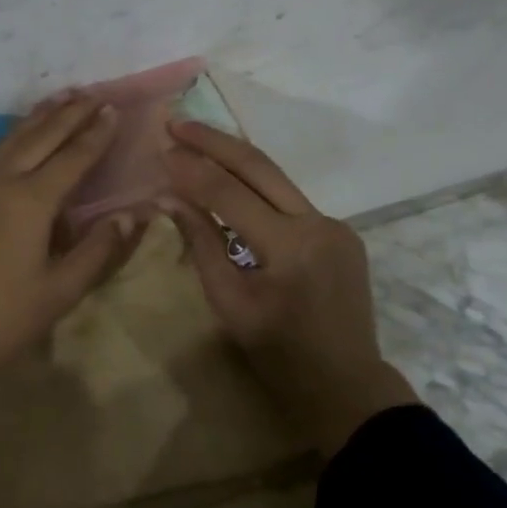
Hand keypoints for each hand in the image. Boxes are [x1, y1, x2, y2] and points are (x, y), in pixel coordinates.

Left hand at [0, 97, 144, 387]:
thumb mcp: (58, 292)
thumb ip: (97, 250)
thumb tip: (132, 216)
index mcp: (30, 201)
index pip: (72, 157)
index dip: (96, 134)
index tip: (114, 109)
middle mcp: (2, 182)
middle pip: (41, 137)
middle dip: (69, 114)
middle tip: (93, 93)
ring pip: (12, 139)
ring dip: (40, 117)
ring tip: (61, 99)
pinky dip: (16, 135)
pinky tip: (20, 136)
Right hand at [159, 121, 418, 454]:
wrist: (346, 385)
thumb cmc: (278, 354)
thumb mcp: (229, 304)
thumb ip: (201, 244)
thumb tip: (169, 197)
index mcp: (290, 248)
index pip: (229, 194)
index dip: (191, 170)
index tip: (160, 149)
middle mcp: (318, 224)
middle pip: (259, 167)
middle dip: (214, 141)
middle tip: (177, 122)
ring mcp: (335, 225)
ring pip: (276, 179)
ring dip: (234, 158)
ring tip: (195, 140)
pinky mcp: (340, 231)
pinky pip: (288, 200)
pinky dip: (255, 187)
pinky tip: (228, 180)